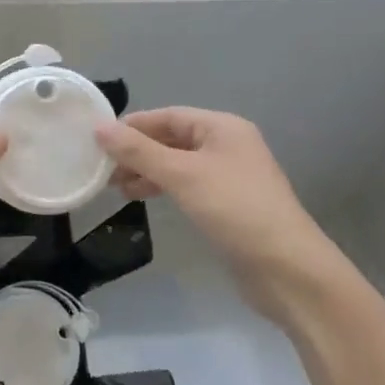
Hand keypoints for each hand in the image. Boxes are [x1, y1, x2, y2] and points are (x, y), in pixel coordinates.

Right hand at [95, 108, 358, 327]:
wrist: (287, 269)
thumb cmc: (234, 209)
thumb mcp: (182, 175)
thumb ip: (138, 151)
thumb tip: (99, 128)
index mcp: (222, 127)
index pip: (168, 116)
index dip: (133, 125)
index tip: (97, 140)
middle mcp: (227, 145)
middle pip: (172, 139)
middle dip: (137, 151)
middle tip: (102, 169)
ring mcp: (228, 176)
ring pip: (177, 164)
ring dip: (146, 171)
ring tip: (116, 187)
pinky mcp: (227, 204)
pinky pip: (186, 185)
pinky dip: (162, 187)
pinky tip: (142, 198)